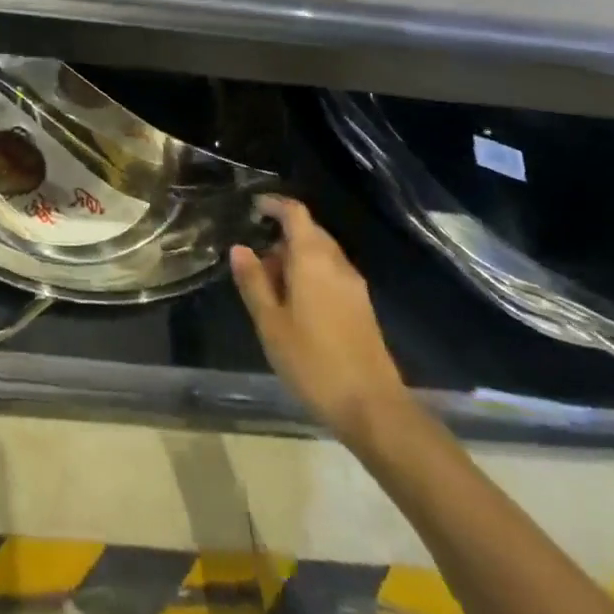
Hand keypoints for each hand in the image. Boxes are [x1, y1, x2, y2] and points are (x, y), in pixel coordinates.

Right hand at [231, 195, 408, 442]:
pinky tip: (296, 304)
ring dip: (296, 257)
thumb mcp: (271, 323)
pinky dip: (311, 274)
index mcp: (312, 258)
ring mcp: (354, 286)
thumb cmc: (314, 362)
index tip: (252, 208)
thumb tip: (239, 248)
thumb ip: (253, 282)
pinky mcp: (362, 308)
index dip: (273, 204)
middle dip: (281, 235)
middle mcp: (336, 263)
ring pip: (321, 254)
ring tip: (271, 284)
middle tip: (255, 258)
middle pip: (309, 231)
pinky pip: (331, 274)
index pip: (295, 213)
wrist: (374, 409)